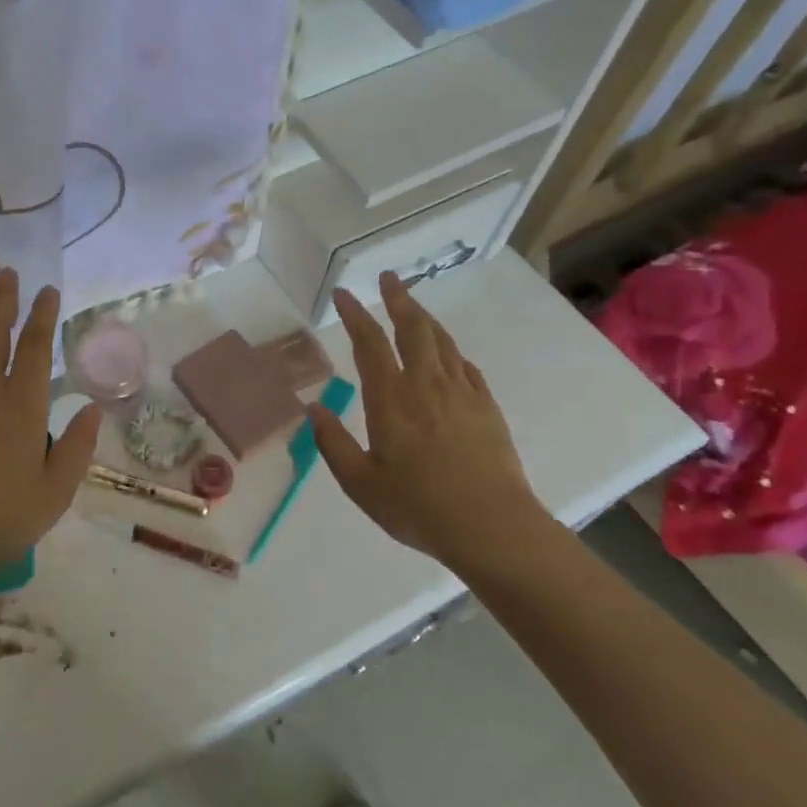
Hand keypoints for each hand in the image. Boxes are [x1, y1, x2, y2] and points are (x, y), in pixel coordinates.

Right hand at [309, 273, 554, 579]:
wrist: (493, 528)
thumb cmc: (418, 507)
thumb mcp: (361, 484)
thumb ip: (333, 444)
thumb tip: (314, 409)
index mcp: (391, 400)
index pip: (369, 343)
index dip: (355, 315)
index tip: (344, 294)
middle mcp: (426, 385)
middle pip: (412, 328)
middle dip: (398, 299)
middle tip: (387, 278)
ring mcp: (462, 393)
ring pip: (442, 342)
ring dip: (424, 318)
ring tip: (412, 306)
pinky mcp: (487, 408)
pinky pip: (466, 367)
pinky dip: (451, 352)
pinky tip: (449, 355)